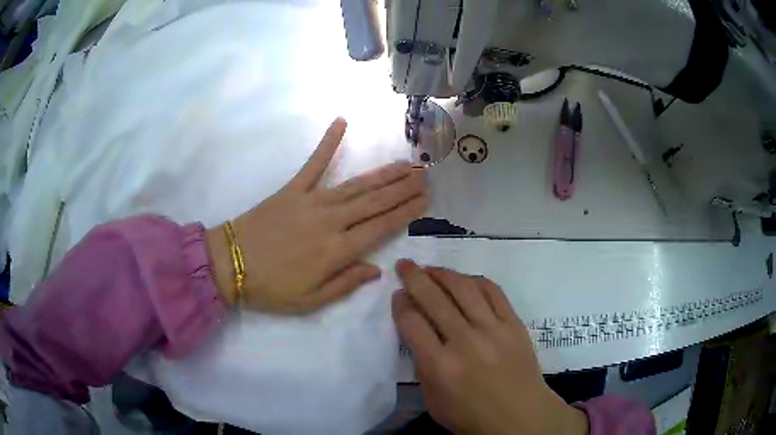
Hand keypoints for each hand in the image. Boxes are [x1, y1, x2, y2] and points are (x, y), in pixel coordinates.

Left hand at [207, 118, 427, 313]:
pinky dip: (327, 143)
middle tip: (425, 175)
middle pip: (375, 201)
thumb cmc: (271, 288)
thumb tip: (377, 270)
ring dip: (383, 173)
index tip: (425, 199)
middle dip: (403, 188)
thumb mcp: (310, 301)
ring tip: (406, 163)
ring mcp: (312, 201)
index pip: (381, 227)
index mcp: (337, 251)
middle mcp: (331, 221)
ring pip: (356, 184)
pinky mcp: (292, 189)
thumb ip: (345, 284)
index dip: (406, 212)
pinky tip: (341, 122)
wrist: (230, 264)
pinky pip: (313, 164)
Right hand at [392, 260, 587, 434]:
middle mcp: (465, 341)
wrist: (520, 416)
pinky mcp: (514, 324)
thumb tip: (418, 334)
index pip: (412, 322)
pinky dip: (476, 281)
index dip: (400, 304)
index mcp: (440, 365)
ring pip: (464, 288)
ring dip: (443, 273)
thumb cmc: (471, 416)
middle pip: (434, 298)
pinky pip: (493, 292)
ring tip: (431, 268)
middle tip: (405, 264)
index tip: (397, 295)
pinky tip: (465, 279)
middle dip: (414, 277)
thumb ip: (422, 367)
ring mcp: (493, 329)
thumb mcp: (433, 401)